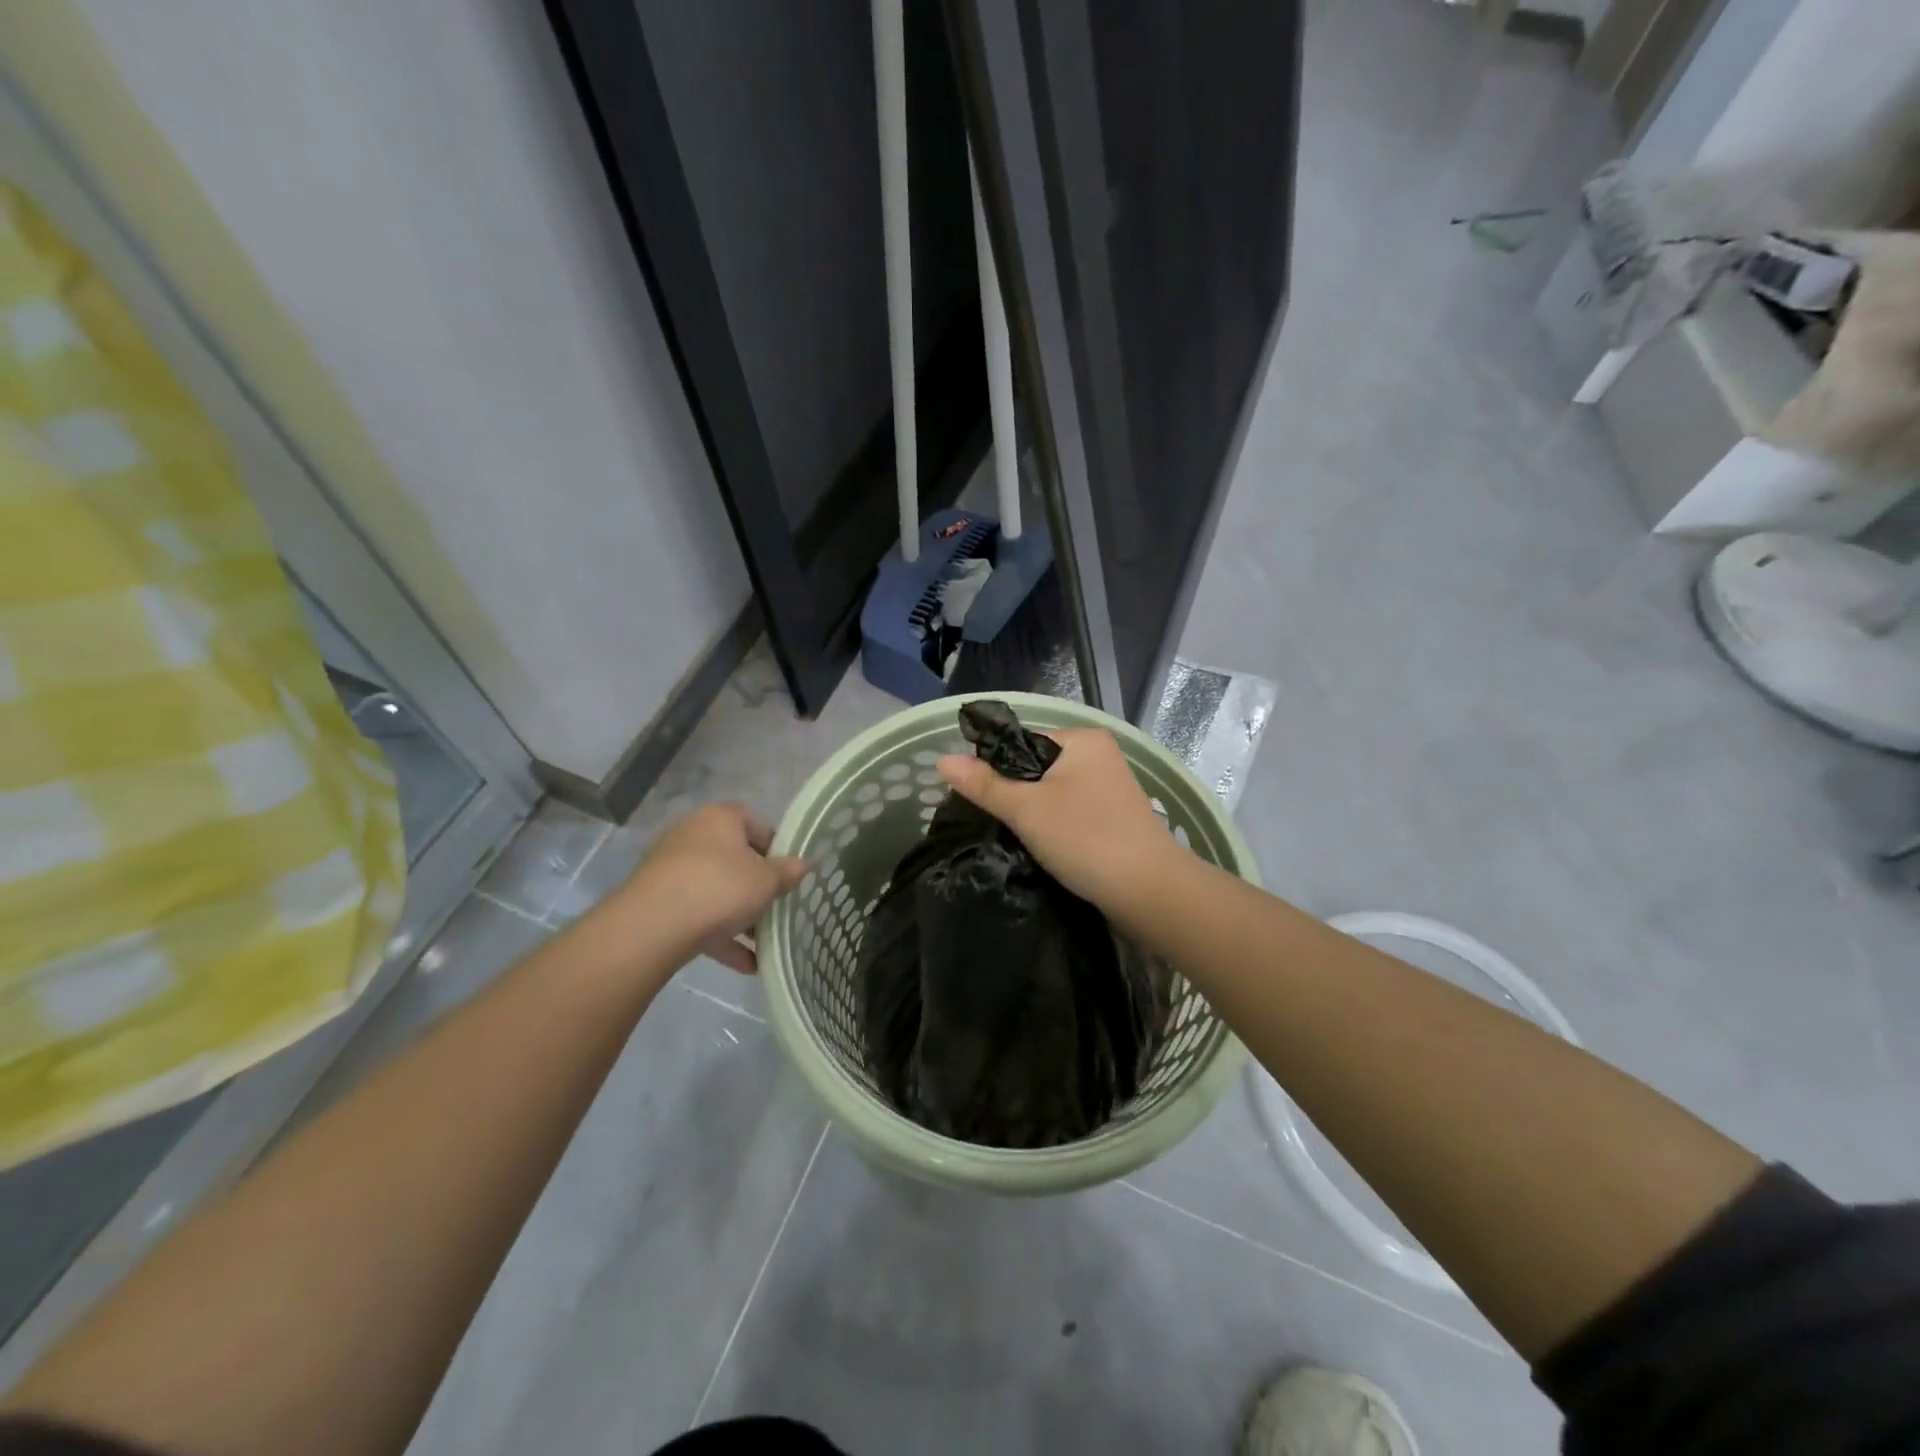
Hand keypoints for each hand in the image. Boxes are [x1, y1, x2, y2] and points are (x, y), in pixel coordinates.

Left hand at [615, 804, 807, 973]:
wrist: (652, 927)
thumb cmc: (720, 888)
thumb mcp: (767, 881)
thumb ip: (788, 873)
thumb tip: (804, 865)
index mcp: (721, 818)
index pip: (758, 824)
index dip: (777, 850)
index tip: (788, 877)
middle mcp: (693, 835)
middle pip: (735, 858)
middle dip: (756, 887)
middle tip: (776, 909)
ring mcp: (670, 868)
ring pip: (715, 889)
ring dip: (739, 915)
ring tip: (762, 943)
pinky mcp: (656, 902)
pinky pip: (696, 915)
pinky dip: (719, 936)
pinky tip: (745, 964)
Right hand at [937, 727, 1183, 911]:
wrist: (1149, 891)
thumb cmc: (1085, 838)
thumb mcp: (1026, 809)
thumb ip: (984, 784)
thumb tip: (942, 760)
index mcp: (1083, 739)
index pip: (1022, 743)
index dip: (996, 770)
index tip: (982, 801)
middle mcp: (1101, 756)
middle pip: (1038, 769)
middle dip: (1016, 796)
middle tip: (997, 824)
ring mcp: (1112, 788)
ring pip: (1055, 794)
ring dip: (1036, 815)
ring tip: (1018, 839)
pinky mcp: (1117, 818)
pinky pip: (1073, 814)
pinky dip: (1057, 828)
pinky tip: (1046, 849)